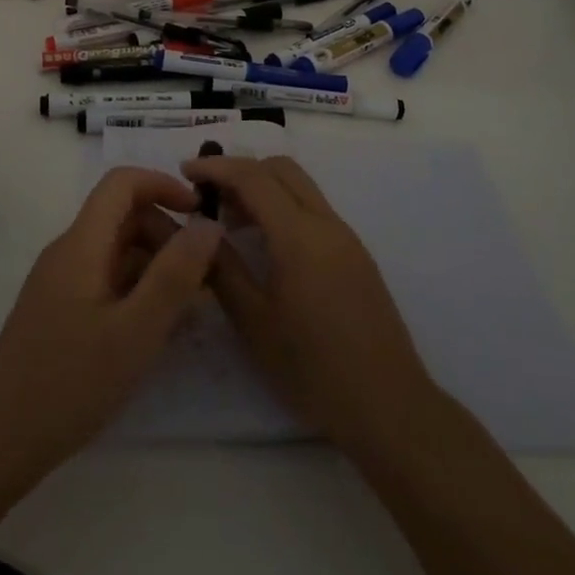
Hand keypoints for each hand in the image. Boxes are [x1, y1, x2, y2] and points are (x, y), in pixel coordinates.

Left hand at [0, 166, 222, 480]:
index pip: (122, 183)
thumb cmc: (69, 383)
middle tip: (203, 277)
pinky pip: (105, 279)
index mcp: (82, 243)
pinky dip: (136, 290)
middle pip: (123, 216)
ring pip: (116, 251)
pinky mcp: (59, 309)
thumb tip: (208, 224)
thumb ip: (174, 276)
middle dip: (166, 234)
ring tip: (187, 309)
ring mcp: (61, 281)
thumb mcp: (136, 331)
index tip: (200, 214)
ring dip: (155, 265)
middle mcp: (68, 251)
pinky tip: (155, 330)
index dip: (163, 185)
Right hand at [186, 154, 439, 458]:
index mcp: (299, 235)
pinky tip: (265, 244)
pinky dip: (283, 207)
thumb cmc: (313, 369)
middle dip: (241, 170)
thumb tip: (198, 231)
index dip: (216, 166)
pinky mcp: (356, 255)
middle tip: (209, 196)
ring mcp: (346, 237)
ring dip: (263, 189)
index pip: (253, 177)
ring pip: (300, 187)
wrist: (389, 407)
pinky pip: (313, 210)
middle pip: (281, 169)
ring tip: (230, 222)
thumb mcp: (254, 322)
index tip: (185, 171)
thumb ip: (223, 268)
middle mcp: (326, 223)